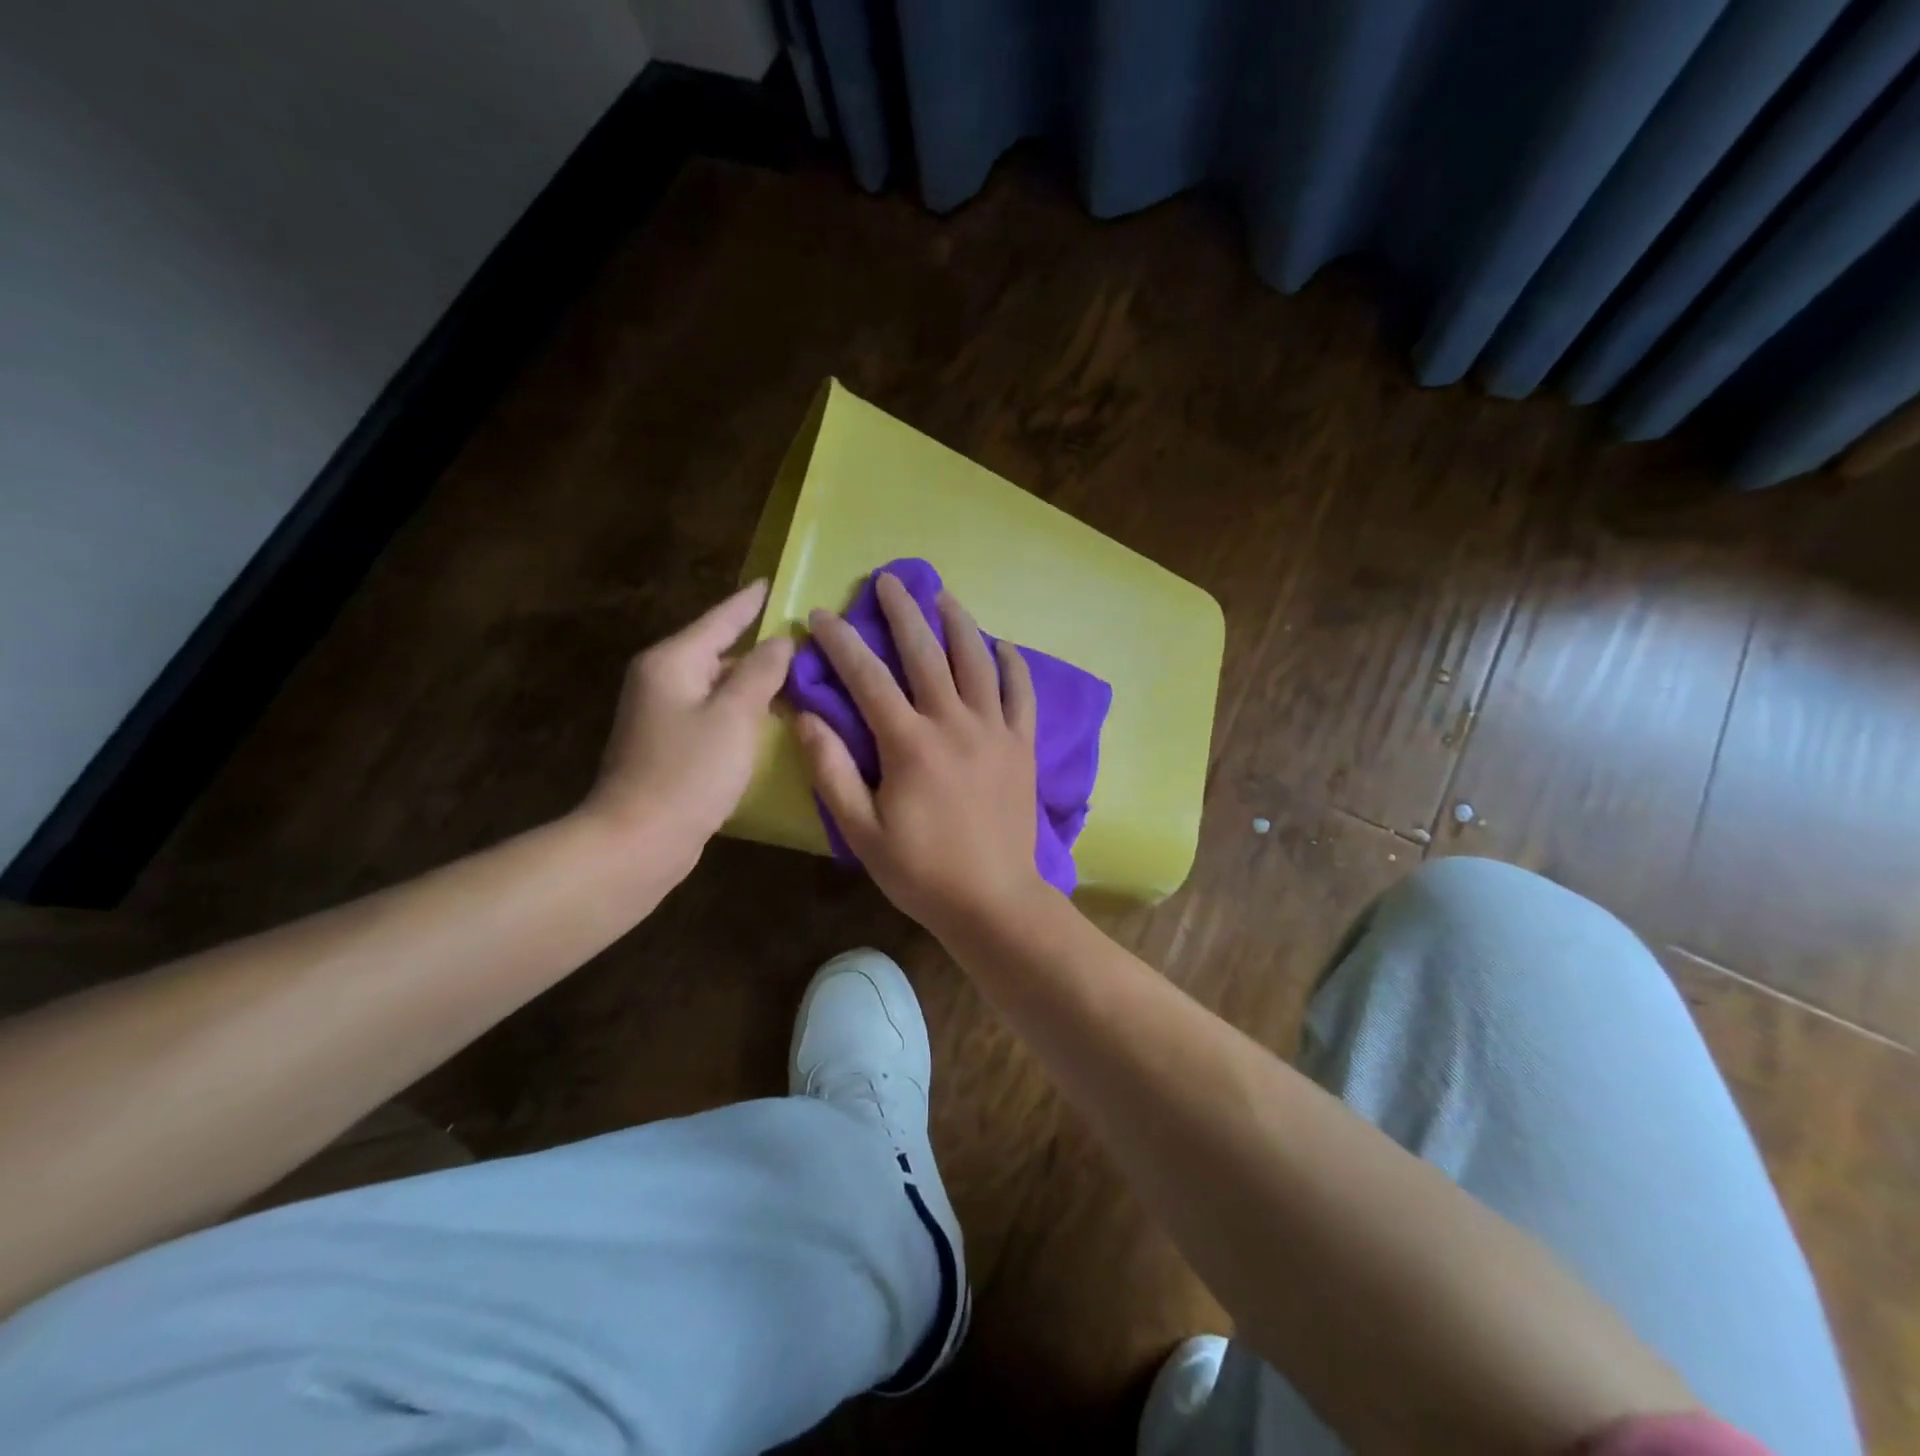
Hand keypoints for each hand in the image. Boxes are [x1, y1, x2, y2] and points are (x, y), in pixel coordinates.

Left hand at [582, 580, 793, 863]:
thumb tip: (782, 640)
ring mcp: (663, 714)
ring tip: (797, 671)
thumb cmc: (689, 772)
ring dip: (753, 678)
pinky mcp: (671, 745)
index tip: (772, 583)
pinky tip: (770, 714)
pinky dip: (742, 708)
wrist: (638, 840)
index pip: (720, 619)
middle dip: (758, 643)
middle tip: (803, 635)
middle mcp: (662, 679)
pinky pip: (714, 712)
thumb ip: (761, 672)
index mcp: (673, 661)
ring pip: (718, 683)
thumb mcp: (734, 716)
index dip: (750, 603)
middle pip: (717, 649)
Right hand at [795, 573, 1049, 938]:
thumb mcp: (861, 831)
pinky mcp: (1022, 746)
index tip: (821, 615)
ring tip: (942, 596)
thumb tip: (806, 717)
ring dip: (958, 623)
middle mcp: (954, 723)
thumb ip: (831, 771)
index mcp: (909, 743)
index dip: (841, 643)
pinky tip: (1002, 646)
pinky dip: (1012, 665)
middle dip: (902, 612)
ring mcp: (994, 731)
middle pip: (926, 653)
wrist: (993, 900)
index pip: (868, 678)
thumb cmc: (921, 871)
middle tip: (888, 579)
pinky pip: (1021, 694)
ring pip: (976, 661)